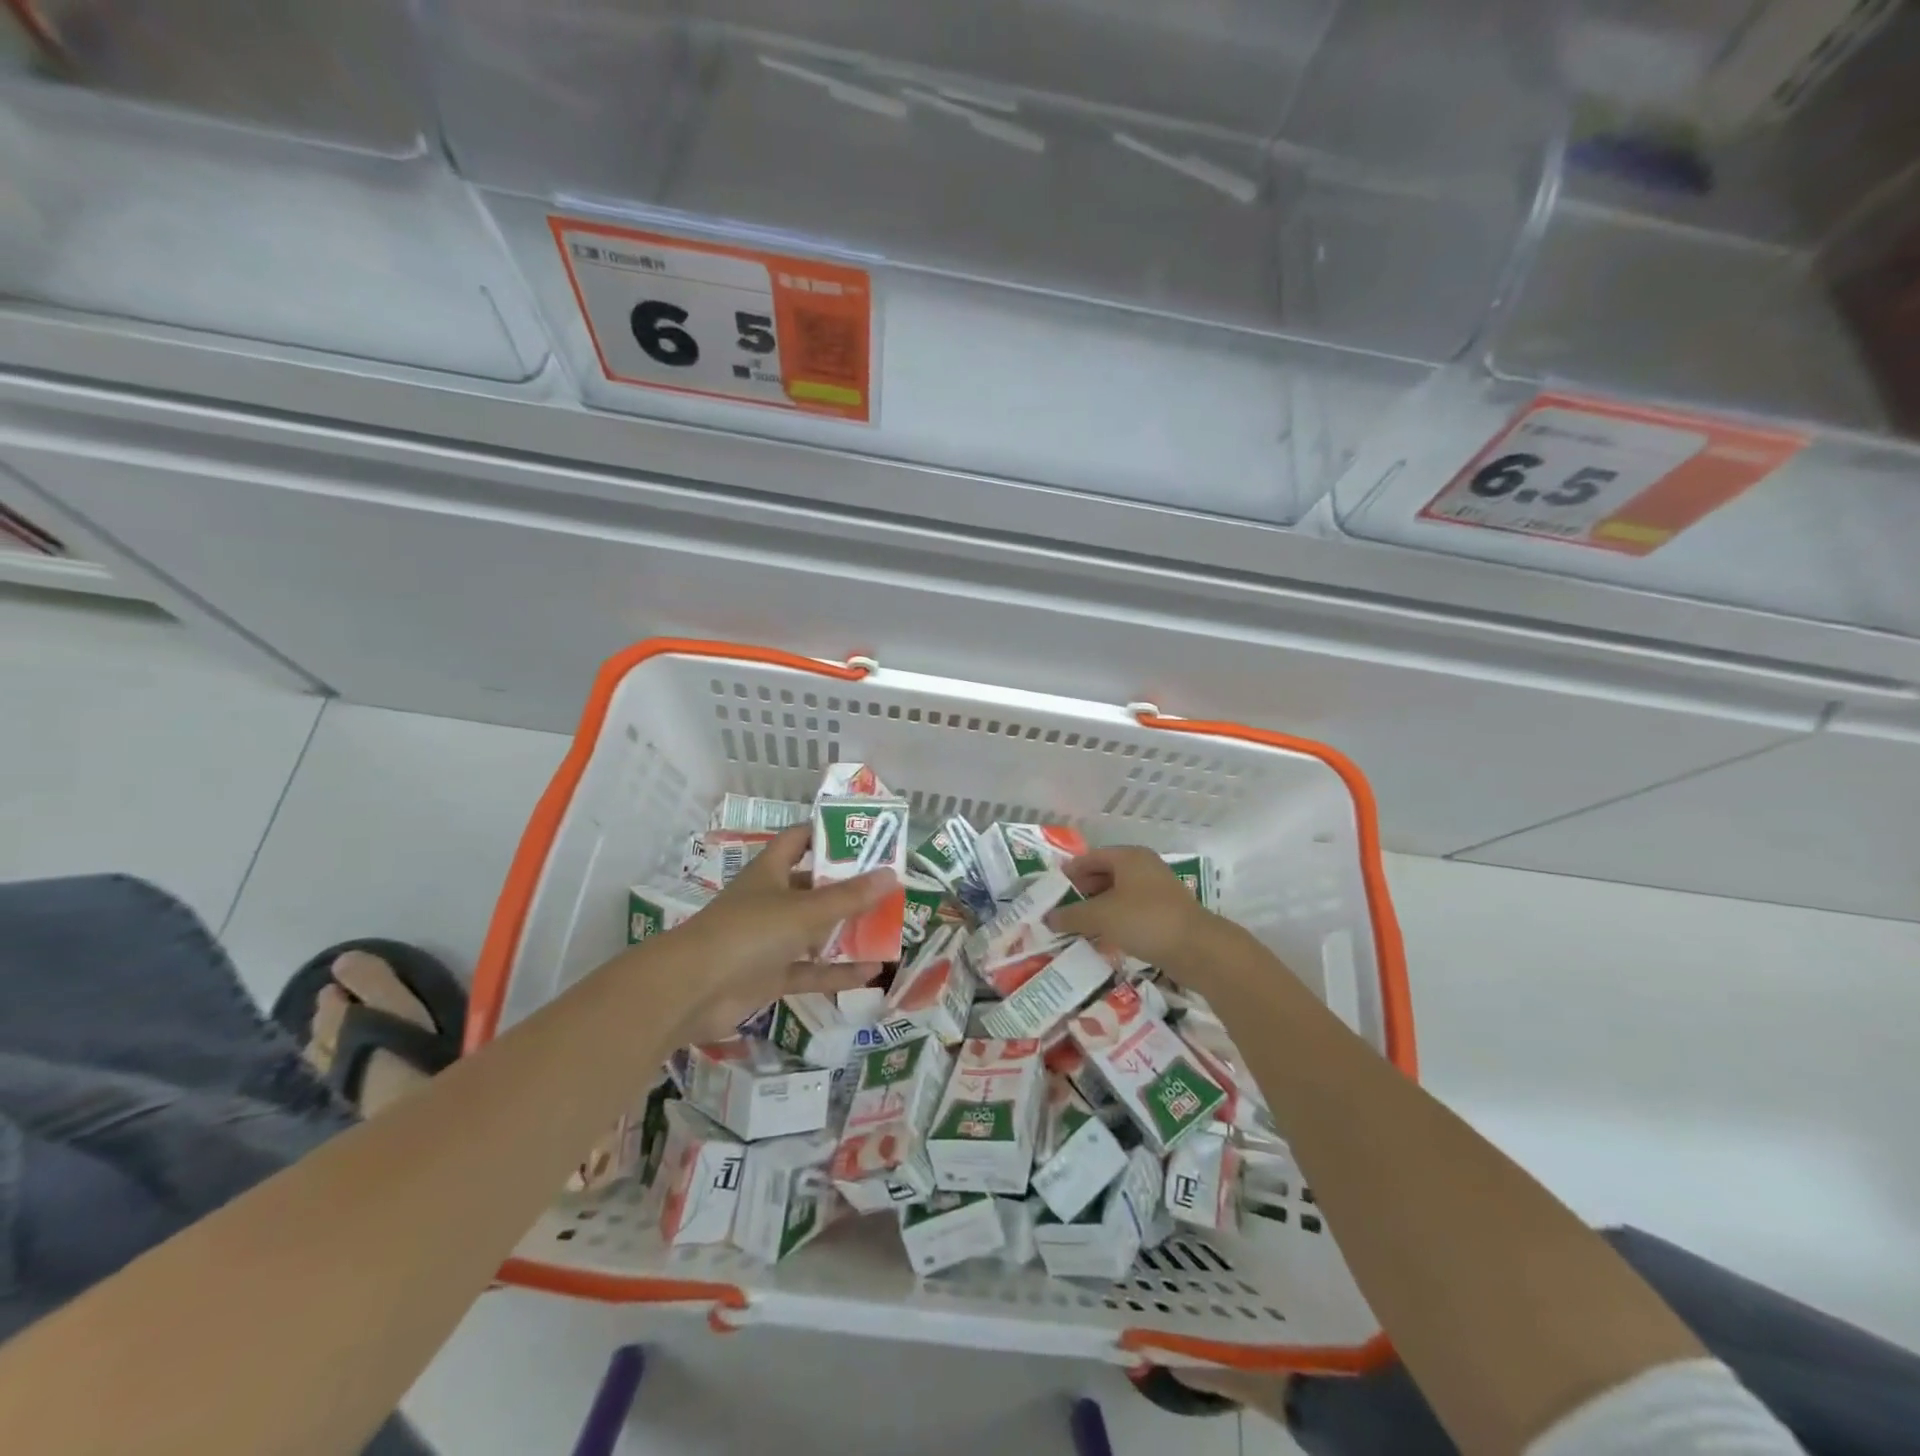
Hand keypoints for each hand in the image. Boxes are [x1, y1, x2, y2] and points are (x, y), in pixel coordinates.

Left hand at [665, 824, 897, 1043]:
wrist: (692, 991)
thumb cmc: (748, 933)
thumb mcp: (804, 910)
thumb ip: (849, 897)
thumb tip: (892, 875)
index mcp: (770, 871)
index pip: (799, 839)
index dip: (827, 833)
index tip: (864, 835)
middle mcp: (770, 901)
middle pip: (813, 887)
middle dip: (847, 886)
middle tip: (887, 885)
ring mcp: (769, 941)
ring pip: (814, 932)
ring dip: (846, 931)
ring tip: (887, 928)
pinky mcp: (769, 976)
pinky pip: (810, 971)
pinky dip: (837, 972)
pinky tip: (872, 973)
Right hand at [1048, 845, 1220, 970]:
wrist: (1198, 949)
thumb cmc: (1145, 920)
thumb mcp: (1101, 916)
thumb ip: (1072, 915)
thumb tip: (1048, 917)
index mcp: (1128, 857)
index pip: (1089, 858)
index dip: (1068, 874)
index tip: (1050, 892)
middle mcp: (1143, 867)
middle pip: (1103, 875)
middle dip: (1081, 893)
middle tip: (1060, 912)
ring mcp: (1157, 890)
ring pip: (1117, 895)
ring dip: (1097, 910)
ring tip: (1077, 928)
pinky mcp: (1165, 913)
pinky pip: (1131, 912)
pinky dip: (1114, 922)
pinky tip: (1102, 940)